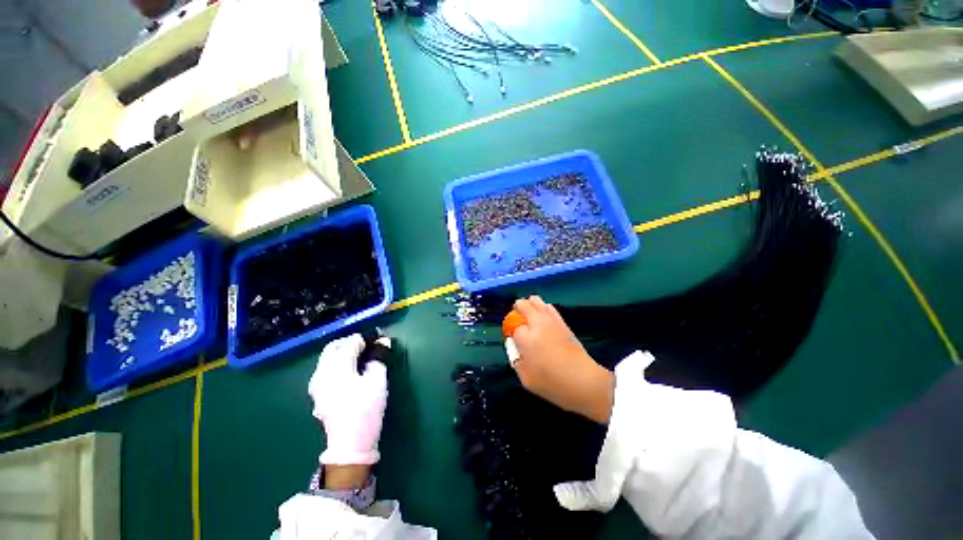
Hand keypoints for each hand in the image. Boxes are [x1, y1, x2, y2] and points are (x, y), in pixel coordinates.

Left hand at [309, 334, 387, 465]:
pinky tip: (351, 372)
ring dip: (343, 352)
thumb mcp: (377, 381)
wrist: (350, 444)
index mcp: (337, 367)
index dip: (367, 338)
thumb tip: (383, 341)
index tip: (380, 339)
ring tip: (361, 358)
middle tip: (369, 346)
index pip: (351, 342)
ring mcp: (316, 385)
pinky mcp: (317, 394)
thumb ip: (379, 358)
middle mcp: (322, 372)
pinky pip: (326, 370)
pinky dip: (338, 364)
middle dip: (351, 342)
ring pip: (328, 358)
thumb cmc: (366, 409)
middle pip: (334, 347)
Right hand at [511, 296, 614, 422]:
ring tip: (528, 317)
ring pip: (535, 300)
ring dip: (528, 305)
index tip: (512, 337)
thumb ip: (516, 360)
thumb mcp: (526, 379)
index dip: (510, 330)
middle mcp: (537, 324)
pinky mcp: (562, 321)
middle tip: (517, 322)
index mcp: (526, 339)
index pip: (512, 325)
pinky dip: (542, 307)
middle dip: (516, 310)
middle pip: (522, 305)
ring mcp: (551, 320)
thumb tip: (514, 346)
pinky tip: (542, 317)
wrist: (584, 381)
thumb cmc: (552, 384)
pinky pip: (548, 306)